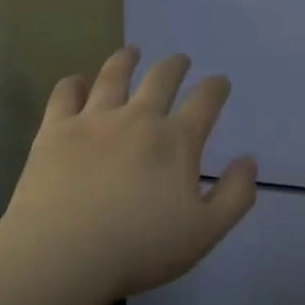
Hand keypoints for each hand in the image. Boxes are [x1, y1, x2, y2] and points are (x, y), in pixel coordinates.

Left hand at [0, 46, 257, 304]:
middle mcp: (137, 118)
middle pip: (161, 78)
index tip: (219, 82)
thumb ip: (234, 195)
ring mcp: (93, 119)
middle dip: (175, 66)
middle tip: (180, 60)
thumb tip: (249, 160)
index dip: (216, 88)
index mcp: (176, 141)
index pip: (205, 102)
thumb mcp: (204, 233)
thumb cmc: (139, 249)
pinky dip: (74, 83)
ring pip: (113, 76)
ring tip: (131, 51)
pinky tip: (78, 82)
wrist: (63, 253)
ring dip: (126, 60)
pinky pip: (66, 93)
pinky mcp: (55, 129)